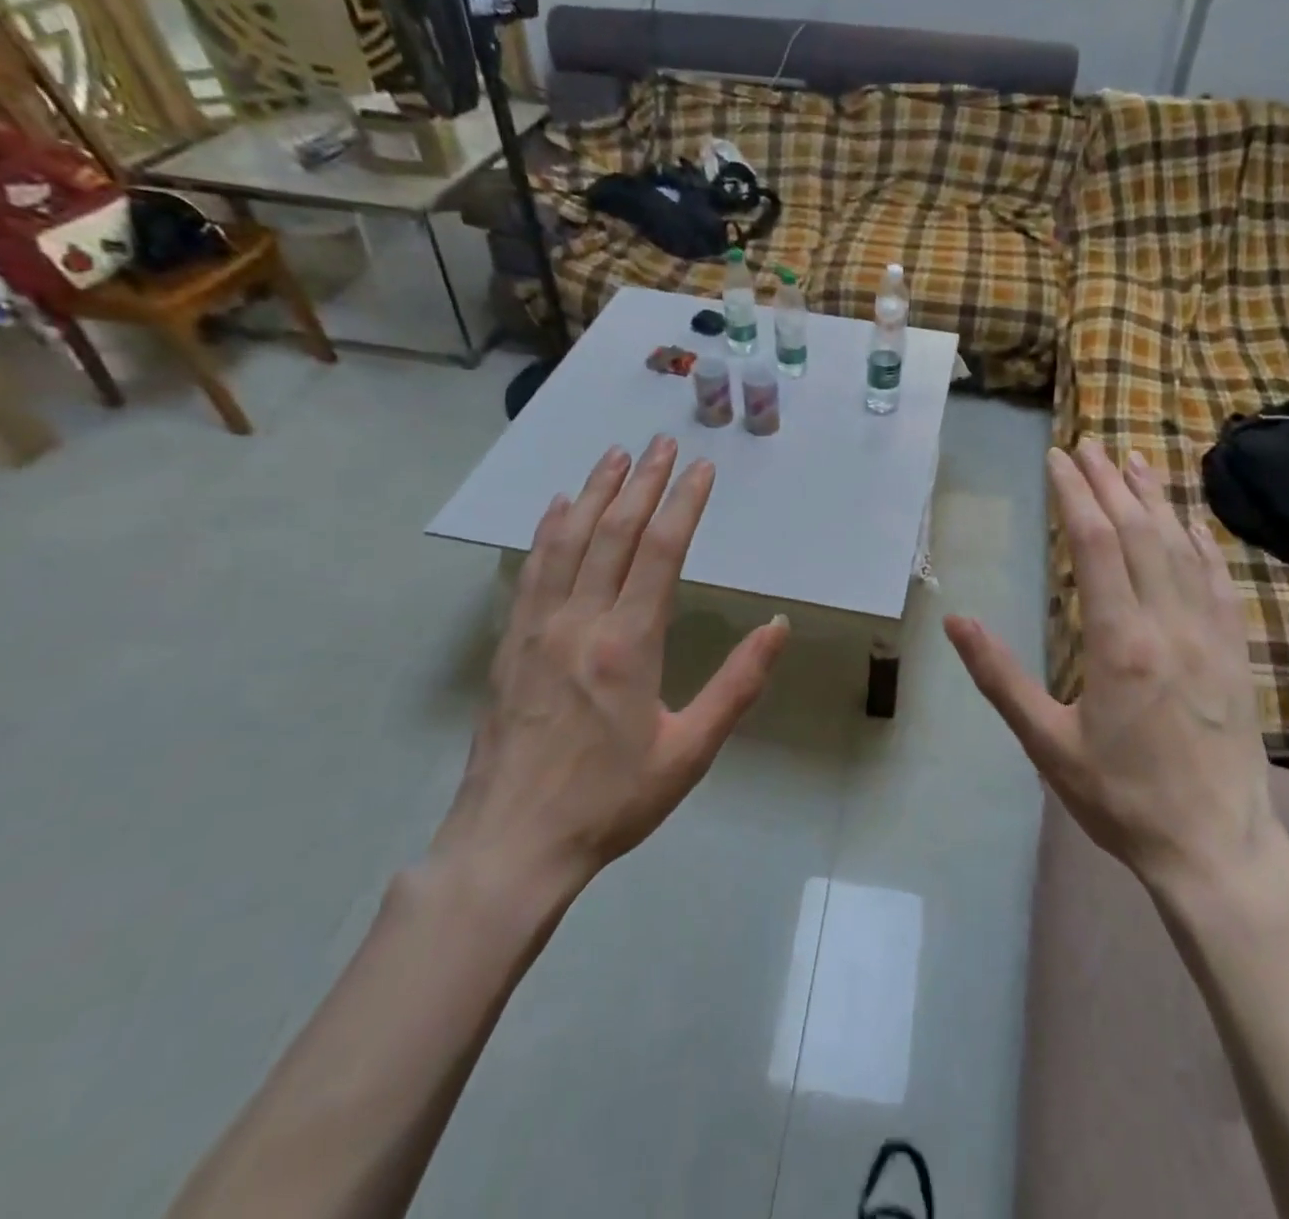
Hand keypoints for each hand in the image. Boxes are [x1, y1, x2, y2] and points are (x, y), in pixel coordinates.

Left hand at [431, 436, 789, 917]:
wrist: (512, 845)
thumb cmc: (611, 801)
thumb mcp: (690, 751)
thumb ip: (737, 684)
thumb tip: (777, 626)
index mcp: (628, 644)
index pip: (661, 551)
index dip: (683, 503)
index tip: (701, 468)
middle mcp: (580, 621)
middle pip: (615, 532)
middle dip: (642, 482)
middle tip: (661, 442)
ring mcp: (538, 628)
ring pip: (569, 541)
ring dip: (594, 493)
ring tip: (613, 455)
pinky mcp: (511, 643)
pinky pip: (532, 569)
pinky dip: (548, 530)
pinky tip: (558, 507)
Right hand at [945, 440, 1280, 892]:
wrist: (1216, 849)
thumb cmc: (1122, 798)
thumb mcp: (1047, 744)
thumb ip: (1000, 677)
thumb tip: (955, 621)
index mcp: (1120, 643)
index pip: (1097, 545)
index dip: (1075, 495)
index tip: (1057, 460)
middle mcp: (1169, 624)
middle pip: (1139, 532)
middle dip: (1110, 483)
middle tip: (1086, 447)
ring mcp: (1210, 634)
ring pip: (1182, 547)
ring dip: (1155, 499)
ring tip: (1133, 461)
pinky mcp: (1236, 651)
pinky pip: (1219, 580)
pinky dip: (1201, 541)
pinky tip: (1190, 523)